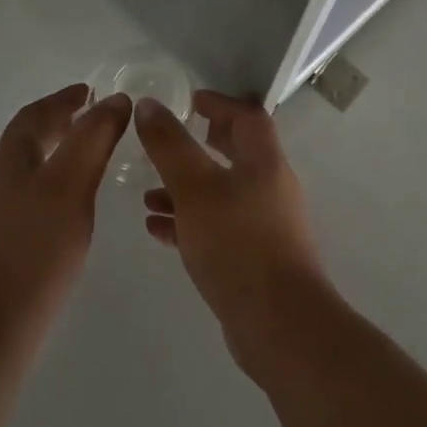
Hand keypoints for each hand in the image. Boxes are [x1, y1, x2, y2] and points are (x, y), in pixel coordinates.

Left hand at [0, 85, 130, 350]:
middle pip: (28, 140)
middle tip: (96, 119)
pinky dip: (58, 185)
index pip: (34, 116)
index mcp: (9, 161)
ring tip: (93, 158)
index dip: (62, 99)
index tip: (91, 90)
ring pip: (32, 170)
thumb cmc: (34, 249)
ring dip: (60, 154)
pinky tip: (77, 206)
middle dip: (60, 123)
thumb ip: (93, 138)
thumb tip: (115, 99)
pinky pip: (35, 198)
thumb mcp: (70, 184)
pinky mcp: (6, 248)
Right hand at [134, 91, 332, 371]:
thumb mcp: (195, 188)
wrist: (279, 326)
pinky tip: (156, 228)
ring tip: (146, 194)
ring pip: (220, 193)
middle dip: (200, 144)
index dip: (219, 103)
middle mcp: (269, 187)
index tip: (189, 100)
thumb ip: (170, 145)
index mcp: (264, 162)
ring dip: (185, 188)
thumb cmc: (238, 244)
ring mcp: (263, 225)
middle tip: (168, 141)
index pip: (247, 116)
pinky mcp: (253, 259)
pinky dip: (188, 221)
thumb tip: (149, 105)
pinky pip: (216, 227)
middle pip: (236, 153)